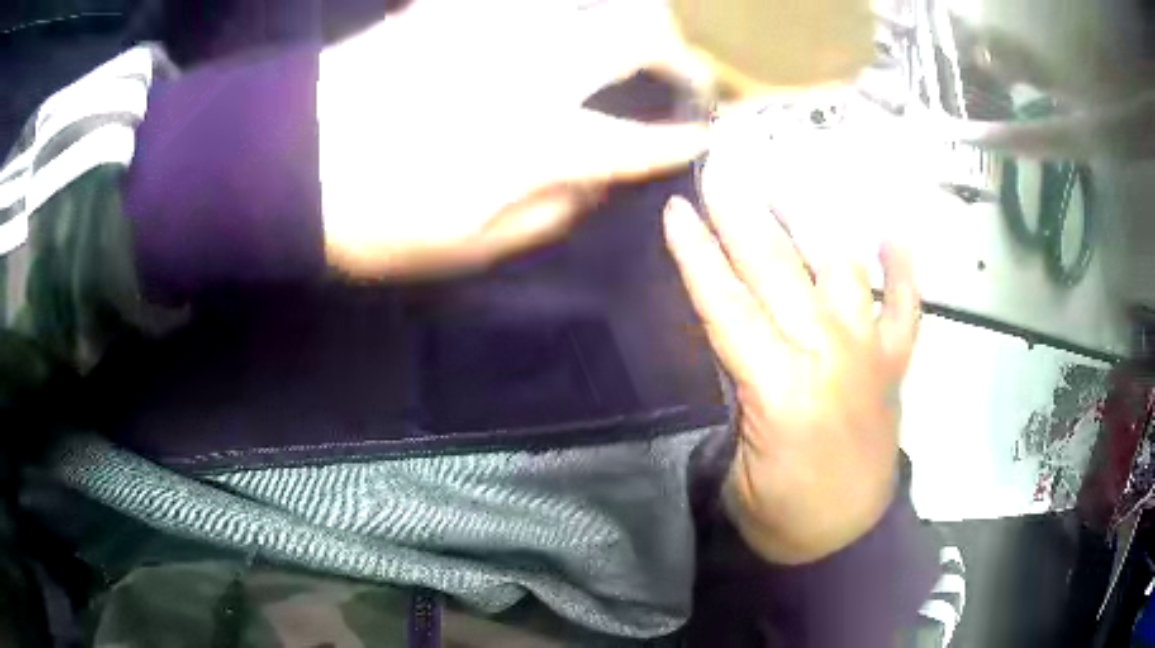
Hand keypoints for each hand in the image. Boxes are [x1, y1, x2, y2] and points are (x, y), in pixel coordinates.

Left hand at [318, 0, 707, 279]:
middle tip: (675, 67)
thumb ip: (548, 213)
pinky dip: (543, 2)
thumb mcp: (467, 248)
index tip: (701, 138)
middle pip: (635, 32)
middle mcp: (532, 68)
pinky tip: (546, 15)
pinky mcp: (443, 7)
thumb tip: (597, 185)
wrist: (285, 164)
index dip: (678, 140)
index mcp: (540, 140)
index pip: (638, 138)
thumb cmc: (372, 220)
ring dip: (621, 8)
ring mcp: (488, 25)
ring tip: (625, 29)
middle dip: (672, 50)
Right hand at [662, 187, 919, 563]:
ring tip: (790, 184)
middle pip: (780, 272)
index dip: (697, 255)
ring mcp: (870, 353)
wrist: (846, 537)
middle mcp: (830, 356)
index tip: (677, 210)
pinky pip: (906, 306)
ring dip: (815, 222)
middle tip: (722, 172)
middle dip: (743, 217)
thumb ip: (735, 388)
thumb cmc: (780, 513)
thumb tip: (728, 330)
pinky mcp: (894, 362)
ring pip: (842, 270)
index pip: (728, 307)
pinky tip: (893, 232)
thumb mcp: (735, 462)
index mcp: (780, 390)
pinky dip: (903, 269)